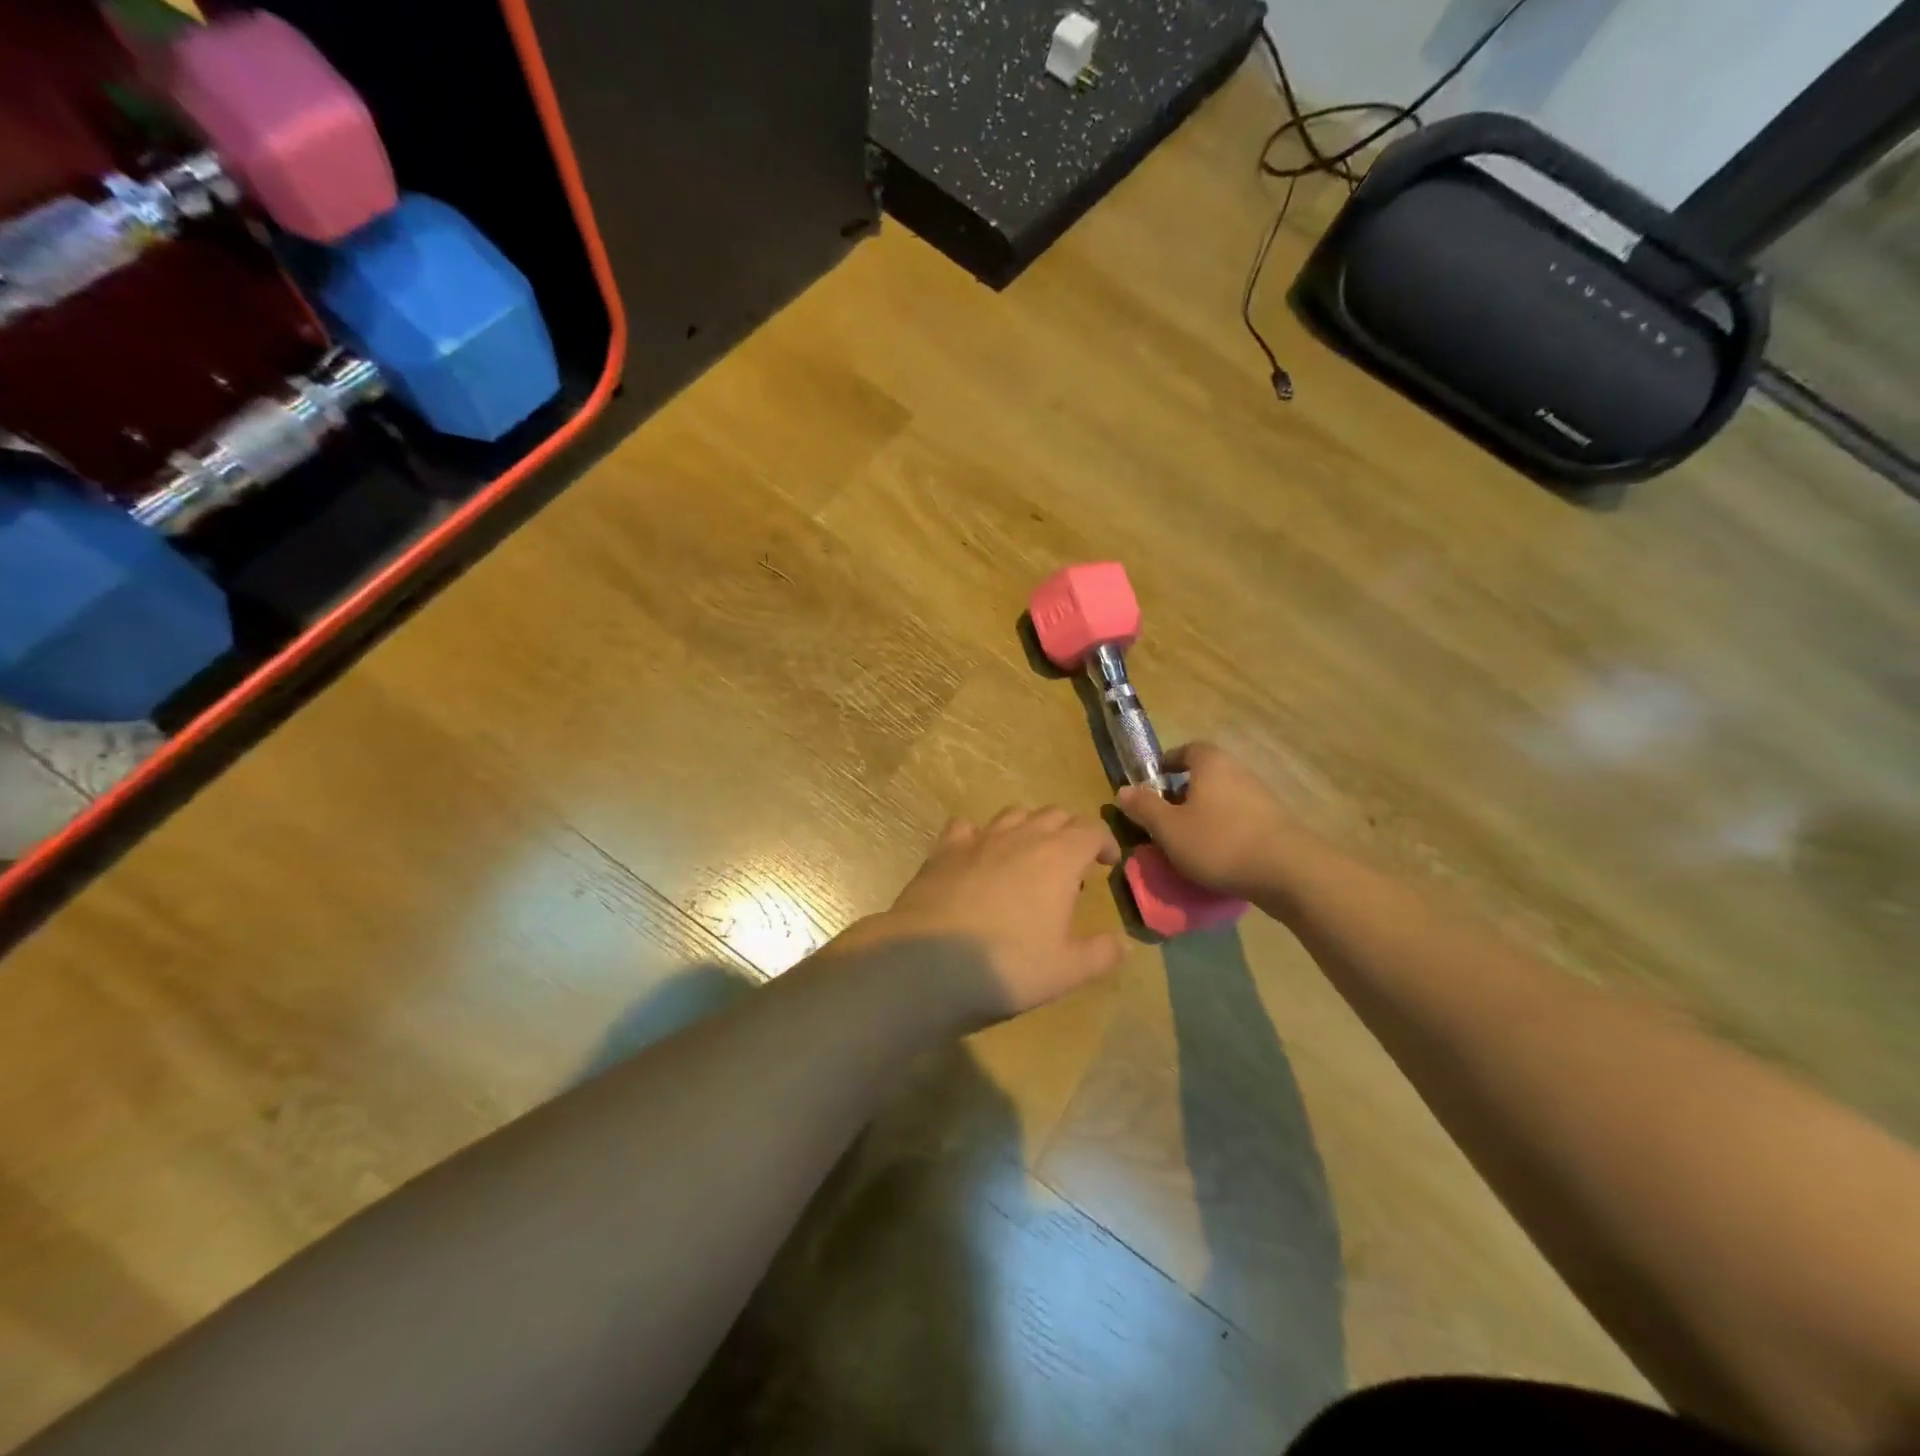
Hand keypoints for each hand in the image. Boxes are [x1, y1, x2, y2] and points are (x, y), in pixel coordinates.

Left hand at [833, 807, 1125, 1023]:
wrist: (929, 963)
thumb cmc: (1008, 965)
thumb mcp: (1066, 970)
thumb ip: (1100, 954)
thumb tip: (1122, 945)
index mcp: (1058, 857)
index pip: (1091, 830)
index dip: (1104, 842)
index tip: (1107, 863)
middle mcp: (1021, 837)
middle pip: (1054, 814)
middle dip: (1069, 832)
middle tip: (1071, 863)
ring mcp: (979, 839)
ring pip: (1013, 814)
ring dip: (1028, 828)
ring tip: (1028, 857)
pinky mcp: (943, 850)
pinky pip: (965, 826)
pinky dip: (979, 835)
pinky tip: (977, 856)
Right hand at [1116, 742, 1294, 899]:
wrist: (1287, 871)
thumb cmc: (1218, 842)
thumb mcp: (1169, 828)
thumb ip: (1144, 808)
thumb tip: (1122, 790)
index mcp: (1211, 764)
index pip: (1188, 749)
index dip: (1169, 762)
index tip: (1154, 781)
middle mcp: (1238, 772)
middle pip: (1206, 774)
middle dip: (1183, 792)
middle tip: (1164, 816)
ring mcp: (1261, 797)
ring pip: (1223, 798)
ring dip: (1204, 813)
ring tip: (1187, 840)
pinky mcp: (1275, 824)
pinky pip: (1239, 819)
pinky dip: (1224, 830)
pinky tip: (1216, 855)